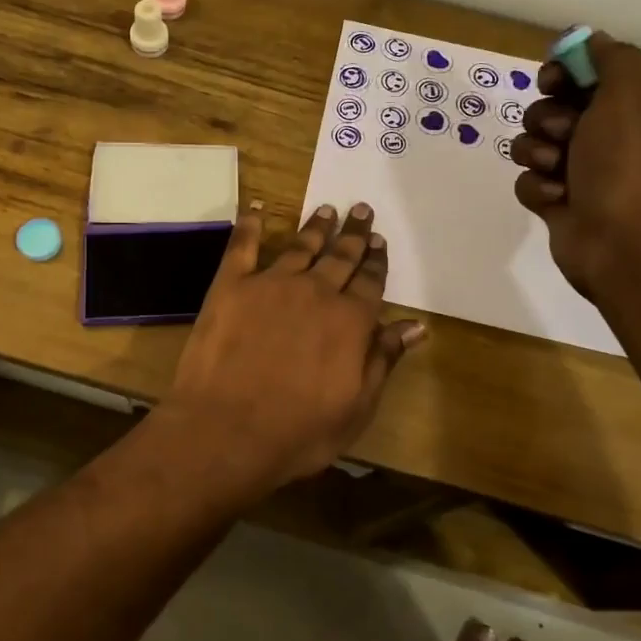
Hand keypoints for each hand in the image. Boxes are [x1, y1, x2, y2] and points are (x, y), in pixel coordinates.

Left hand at [164, 203, 425, 490]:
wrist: (225, 430)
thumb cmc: (297, 432)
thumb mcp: (356, 407)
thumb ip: (383, 360)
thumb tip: (415, 326)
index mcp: (349, 321)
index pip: (370, 283)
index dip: (376, 262)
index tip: (380, 242)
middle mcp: (315, 292)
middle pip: (340, 257)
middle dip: (354, 234)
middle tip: (362, 210)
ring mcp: (271, 284)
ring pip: (301, 246)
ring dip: (316, 227)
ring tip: (326, 209)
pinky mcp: (231, 285)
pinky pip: (243, 245)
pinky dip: (251, 224)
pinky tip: (257, 209)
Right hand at [510, 29, 640, 296]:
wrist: (620, 240)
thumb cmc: (624, 164)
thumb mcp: (627, 98)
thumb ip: (612, 61)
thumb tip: (593, 38)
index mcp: (623, 112)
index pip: (581, 78)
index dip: (561, 74)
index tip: (552, 80)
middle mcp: (600, 139)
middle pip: (548, 110)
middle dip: (546, 118)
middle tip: (563, 133)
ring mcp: (575, 173)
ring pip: (531, 146)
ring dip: (537, 154)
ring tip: (557, 171)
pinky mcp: (554, 203)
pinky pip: (527, 182)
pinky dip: (537, 188)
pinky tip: (556, 199)